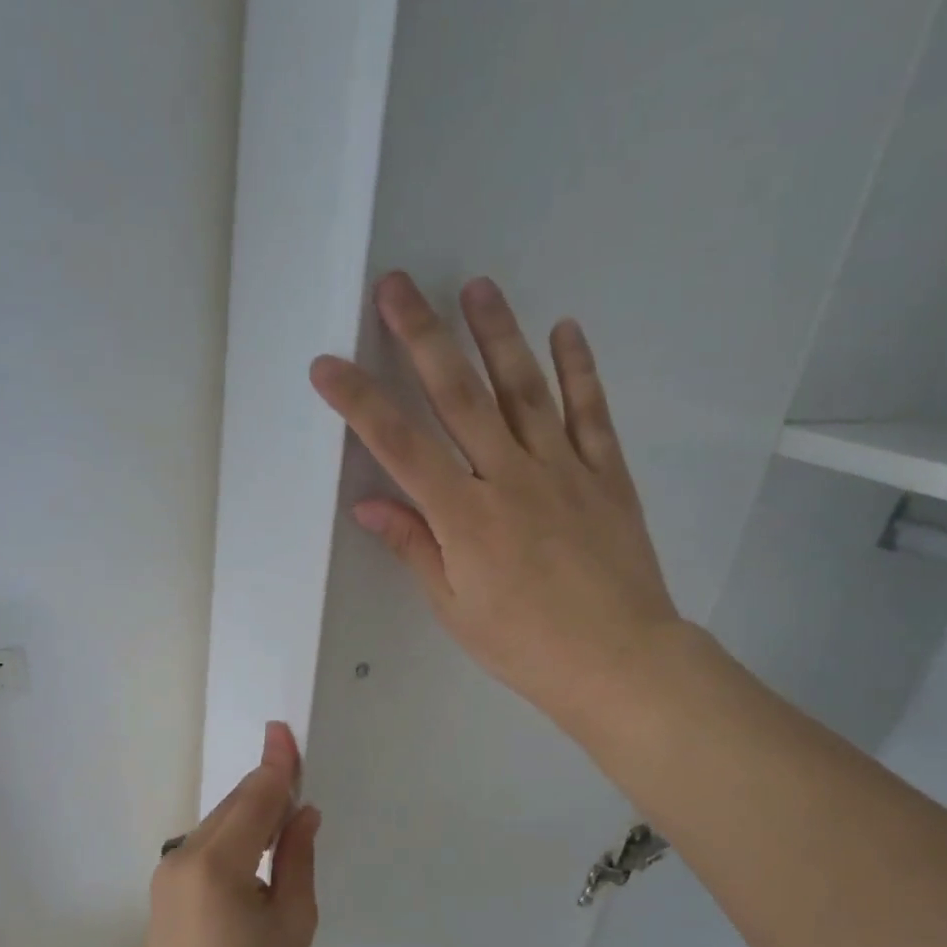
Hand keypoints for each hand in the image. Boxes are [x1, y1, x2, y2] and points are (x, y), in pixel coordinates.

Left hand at [146, 722, 319, 946]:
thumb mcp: (294, 921)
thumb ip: (297, 857)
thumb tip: (303, 814)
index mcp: (219, 864)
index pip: (254, 798)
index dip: (275, 764)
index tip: (282, 730)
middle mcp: (185, 856)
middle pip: (234, 805)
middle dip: (266, 788)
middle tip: (298, 781)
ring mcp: (168, 870)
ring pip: (219, 823)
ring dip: (251, 813)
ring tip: (283, 823)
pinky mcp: (164, 885)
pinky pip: (206, 844)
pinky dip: (233, 836)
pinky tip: (254, 851)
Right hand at [309, 272, 683, 735]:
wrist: (618, 661)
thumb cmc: (524, 645)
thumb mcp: (455, 608)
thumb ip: (414, 547)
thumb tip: (367, 503)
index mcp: (464, 517)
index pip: (400, 446)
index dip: (359, 402)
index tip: (328, 365)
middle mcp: (510, 478)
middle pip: (459, 396)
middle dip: (422, 337)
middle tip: (397, 285)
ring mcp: (563, 469)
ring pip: (524, 388)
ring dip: (497, 334)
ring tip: (476, 286)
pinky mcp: (606, 474)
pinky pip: (590, 411)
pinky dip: (578, 368)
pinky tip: (565, 329)